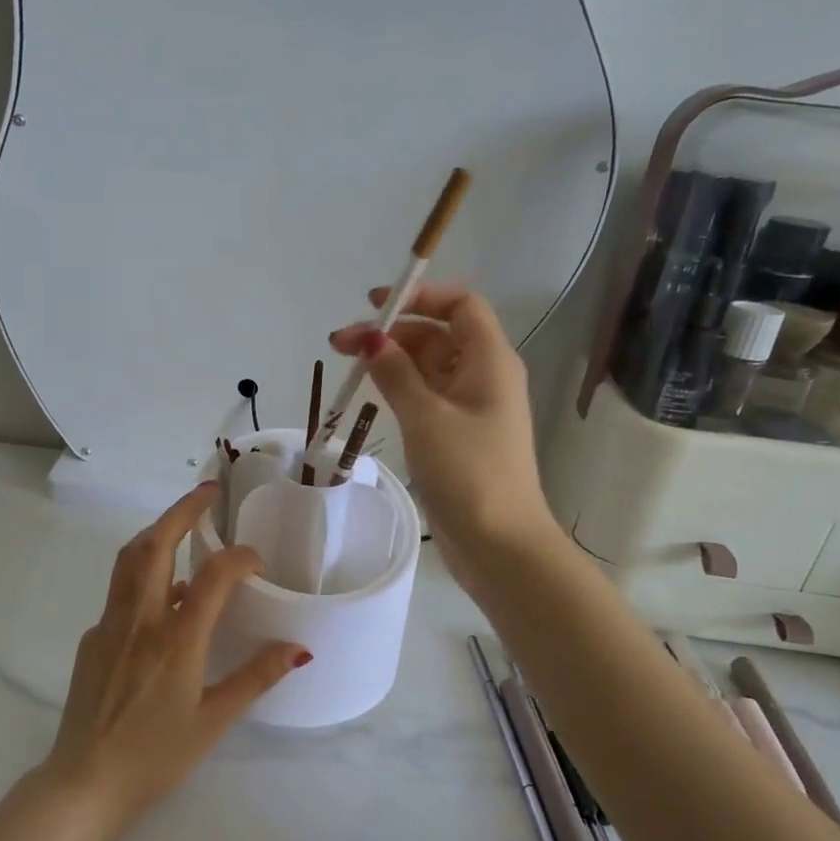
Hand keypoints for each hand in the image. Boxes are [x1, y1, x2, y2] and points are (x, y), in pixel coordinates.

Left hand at [41, 483, 310, 823]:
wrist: (84, 783)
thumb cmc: (155, 756)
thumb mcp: (213, 721)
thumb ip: (255, 678)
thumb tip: (298, 648)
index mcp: (176, 641)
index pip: (211, 578)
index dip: (239, 557)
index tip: (257, 559)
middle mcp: (139, 622)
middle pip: (155, 546)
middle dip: (180, 512)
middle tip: (205, 494)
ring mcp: (109, 627)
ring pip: (128, 561)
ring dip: (156, 534)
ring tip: (181, 526)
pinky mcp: (91, 640)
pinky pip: (120, 594)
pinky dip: (143, 577)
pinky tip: (161, 599)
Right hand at [330, 283, 557, 584]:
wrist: (500, 544)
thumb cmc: (468, 472)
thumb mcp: (426, 416)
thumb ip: (396, 372)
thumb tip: (371, 338)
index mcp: (489, 360)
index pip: (460, 305)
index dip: (420, 296)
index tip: (375, 305)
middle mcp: (484, 376)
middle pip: (438, 335)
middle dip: (392, 333)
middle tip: (340, 346)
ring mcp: (472, 408)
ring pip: (429, 368)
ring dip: (392, 361)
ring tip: (347, 368)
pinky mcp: (459, 436)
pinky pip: (428, 398)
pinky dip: (401, 390)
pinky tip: (372, 395)